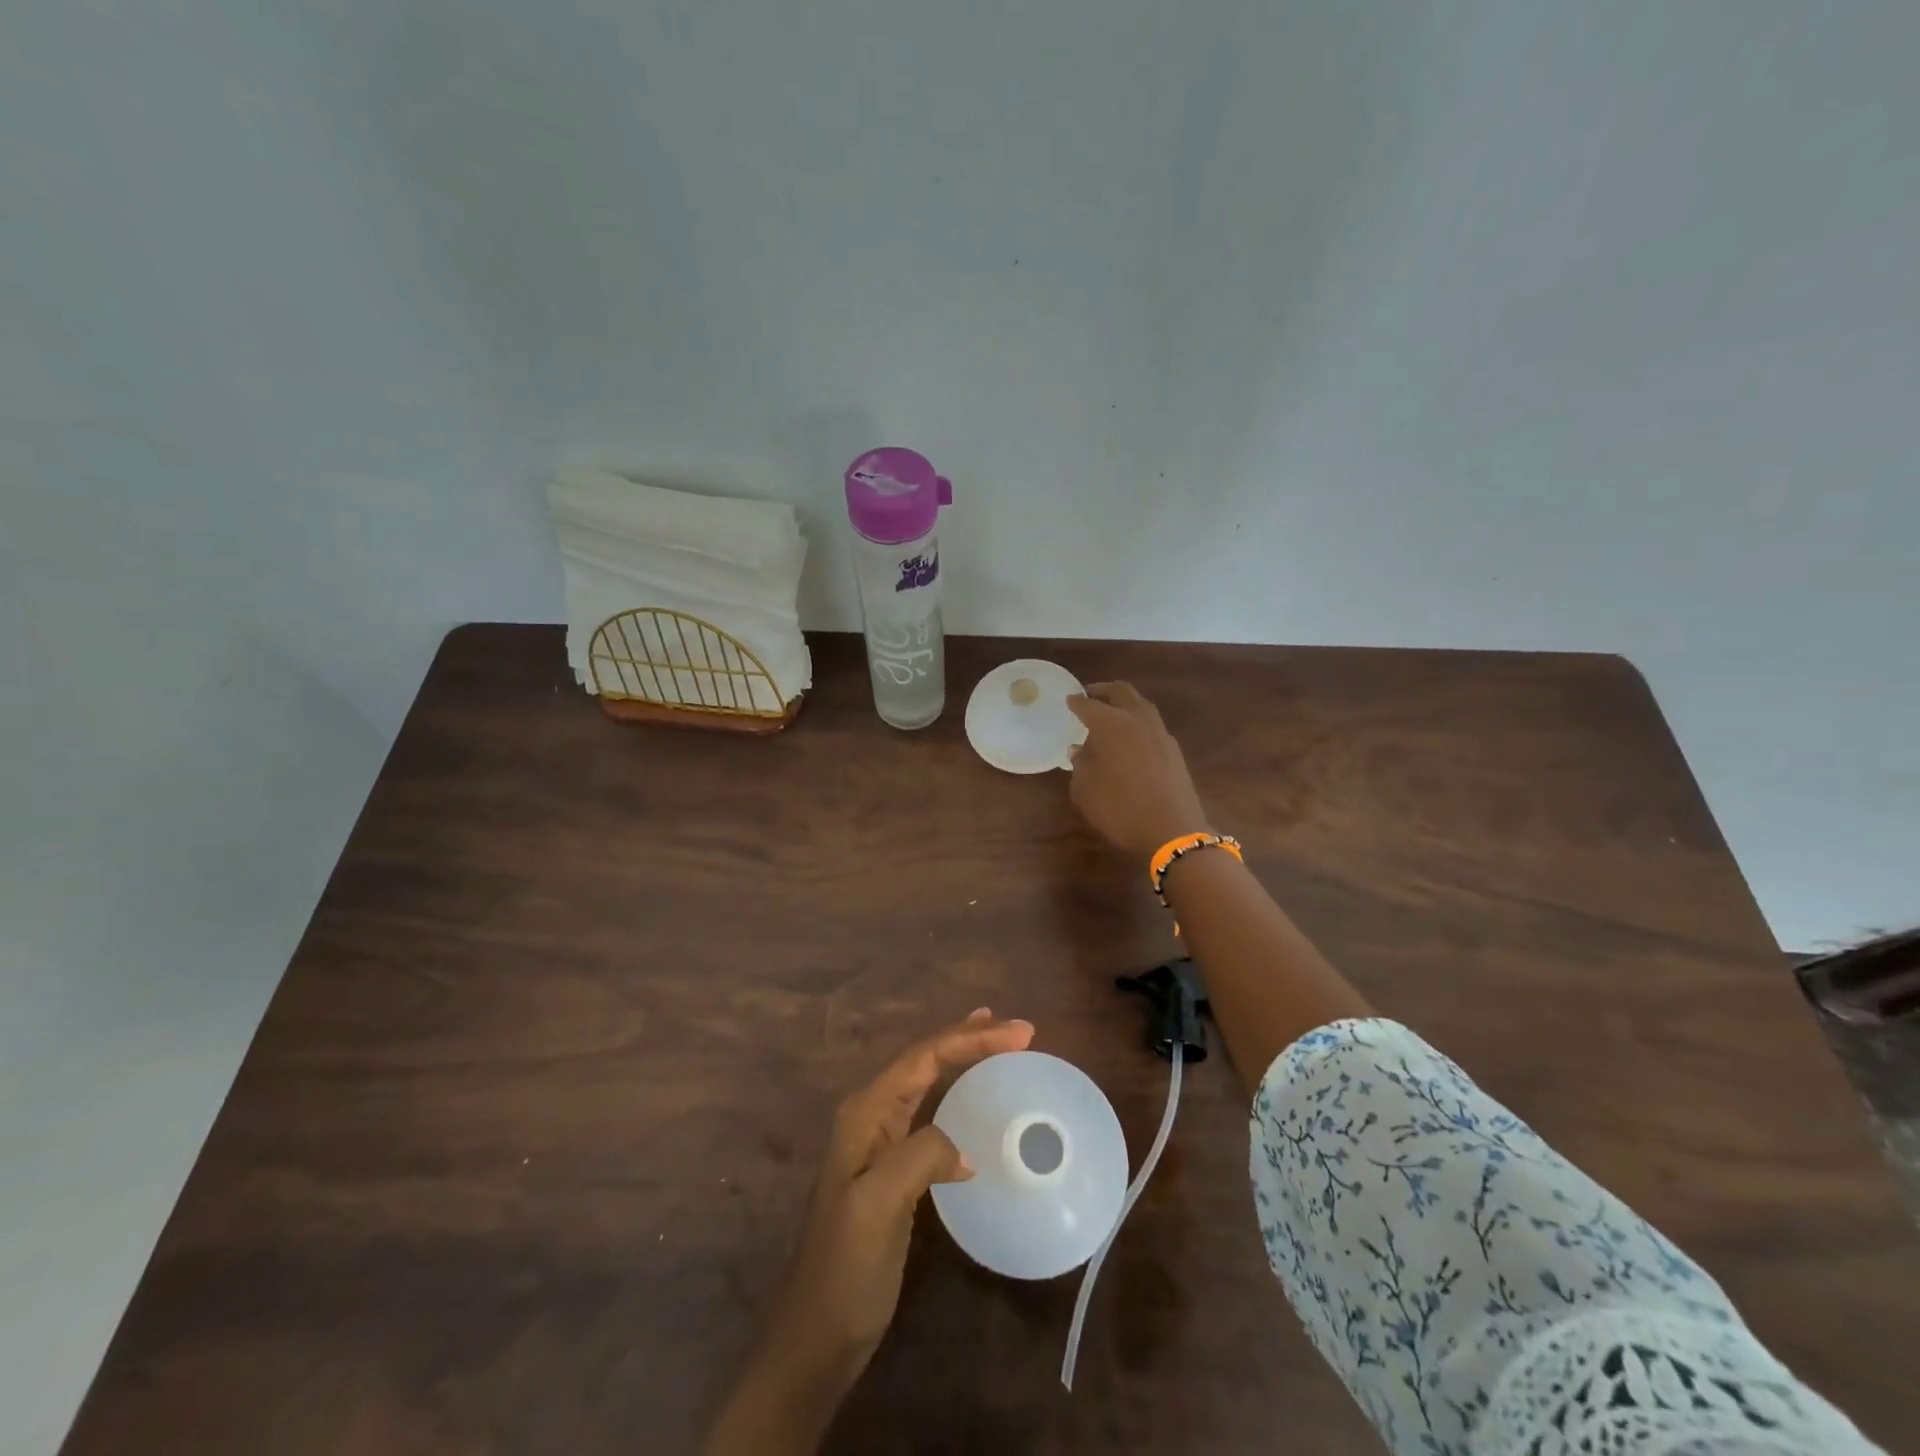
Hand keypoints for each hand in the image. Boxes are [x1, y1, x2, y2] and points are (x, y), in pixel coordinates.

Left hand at [704, 1010, 1034, 1455]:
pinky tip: (974, 1098)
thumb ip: (919, 1157)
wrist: (817, 1335)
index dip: (972, 1038)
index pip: (925, 1057)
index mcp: (865, 1111)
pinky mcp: (894, 1168)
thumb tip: (963, 1148)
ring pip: (928, 1081)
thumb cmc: (845, 1269)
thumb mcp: (878, 1206)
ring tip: (996, 1038)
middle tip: (1019, 1030)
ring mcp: (880, 1141)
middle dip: (971, 1038)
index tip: (1022, 1033)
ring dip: (963, 1057)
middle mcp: (871, 1114)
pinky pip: (932, 1113)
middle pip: (927, 1059)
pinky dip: (957, 1094)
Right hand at [1066, 682, 1211, 858]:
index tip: (1069, 699)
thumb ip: (1080, 764)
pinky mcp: (1174, 751)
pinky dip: (1137, 724)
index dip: (1077, 702)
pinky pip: (1152, 726)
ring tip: (1110, 715)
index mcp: (1111, 724)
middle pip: (1122, 692)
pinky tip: (1130, 739)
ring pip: (1141, 706)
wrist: (1172, 832)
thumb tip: (1079, 749)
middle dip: (1103, 691)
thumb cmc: (1119, 809)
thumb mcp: (1085, 790)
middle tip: (1090, 695)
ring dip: (1124, 704)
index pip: (1089, 705)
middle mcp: (1138, 720)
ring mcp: (1160, 734)